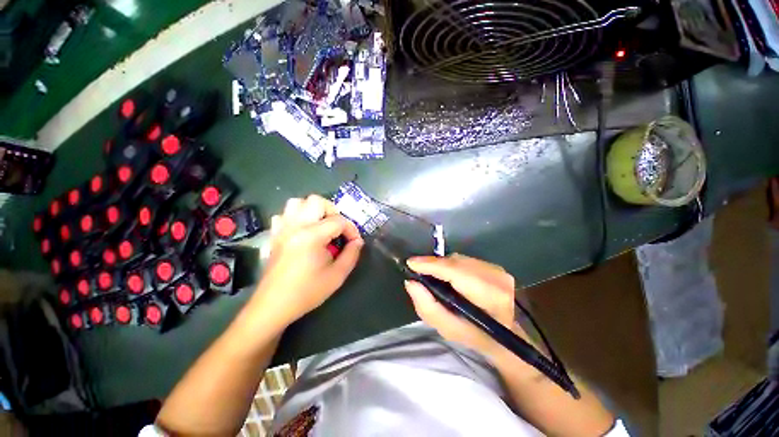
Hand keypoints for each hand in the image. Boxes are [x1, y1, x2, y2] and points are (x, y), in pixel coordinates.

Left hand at [253, 195, 363, 325]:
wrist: (273, 306)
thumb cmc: (307, 292)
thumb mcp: (337, 275)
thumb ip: (351, 254)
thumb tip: (358, 241)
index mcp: (312, 236)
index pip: (338, 221)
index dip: (351, 229)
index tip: (354, 242)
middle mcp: (295, 226)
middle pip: (317, 201)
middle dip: (333, 212)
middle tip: (338, 229)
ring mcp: (282, 229)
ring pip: (297, 203)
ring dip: (313, 210)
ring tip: (321, 226)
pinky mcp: (274, 235)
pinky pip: (284, 215)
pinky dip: (296, 217)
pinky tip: (302, 232)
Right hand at [404, 254, 524, 358]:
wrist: (505, 333)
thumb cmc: (476, 336)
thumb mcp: (448, 329)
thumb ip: (428, 307)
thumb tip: (411, 282)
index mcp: (489, 296)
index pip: (454, 272)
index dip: (431, 265)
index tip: (411, 263)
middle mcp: (496, 277)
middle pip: (454, 262)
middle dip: (434, 265)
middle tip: (419, 272)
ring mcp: (497, 269)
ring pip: (458, 259)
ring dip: (442, 265)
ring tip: (433, 276)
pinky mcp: (494, 266)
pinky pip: (464, 260)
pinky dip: (452, 265)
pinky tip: (448, 276)